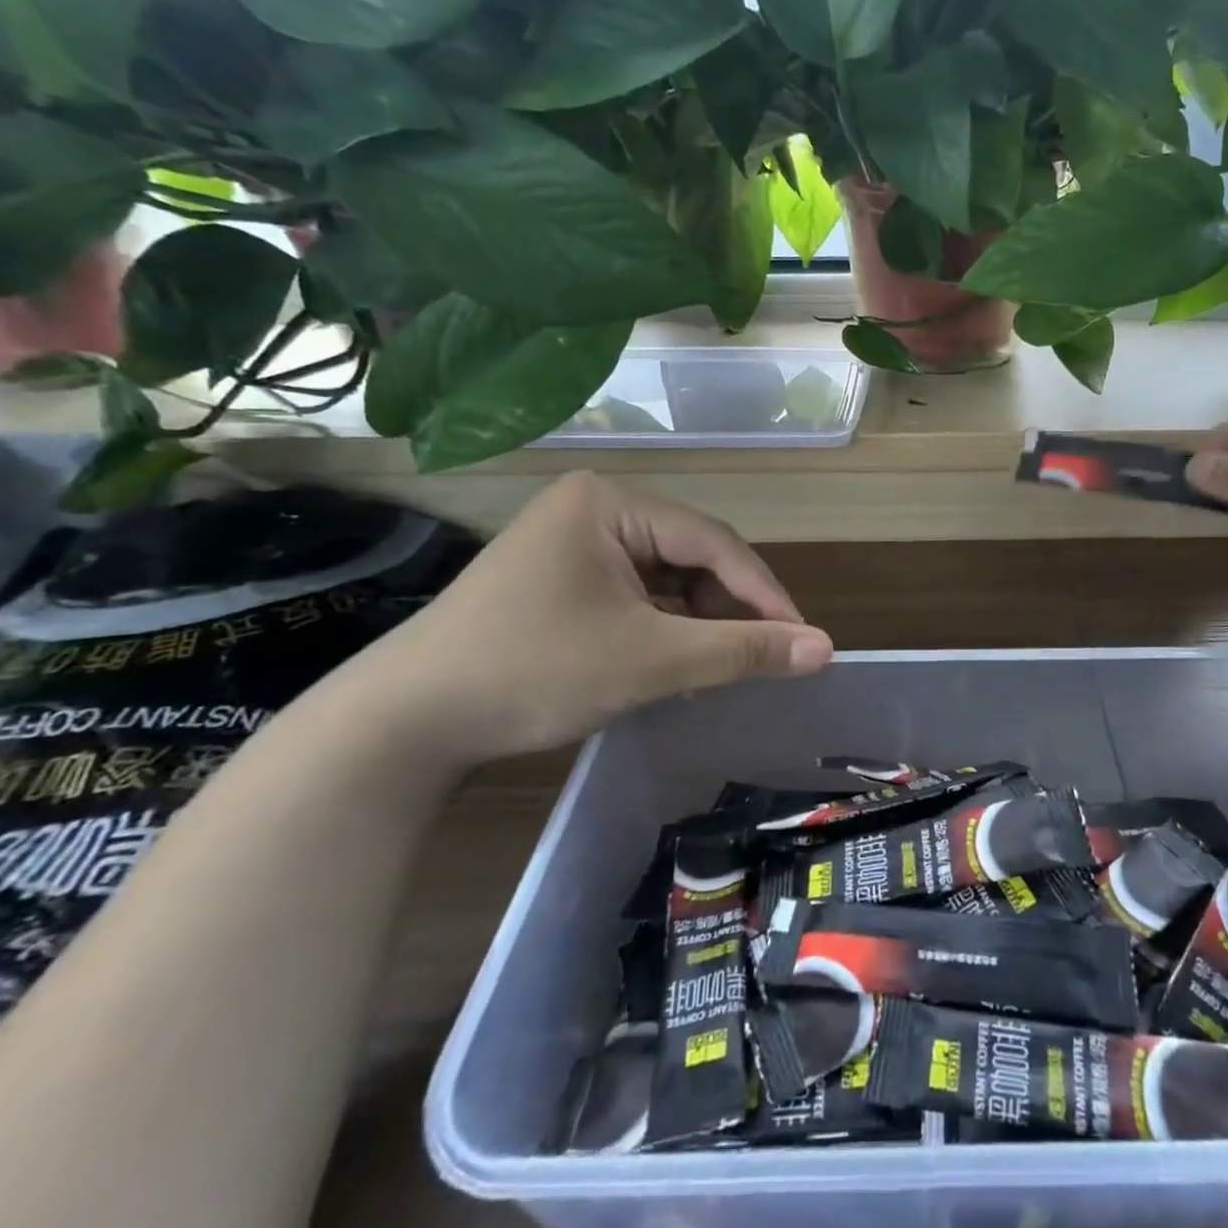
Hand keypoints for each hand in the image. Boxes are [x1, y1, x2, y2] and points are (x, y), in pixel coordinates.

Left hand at [344, 473, 832, 764]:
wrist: (401, 725)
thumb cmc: (533, 672)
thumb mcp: (650, 660)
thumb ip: (743, 651)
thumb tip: (826, 649)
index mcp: (610, 503)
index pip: (713, 542)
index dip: (765, 593)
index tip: (804, 640)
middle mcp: (593, 509)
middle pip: (690, 556)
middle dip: (730, 609)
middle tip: (768, 657)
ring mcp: (572, 543)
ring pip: (666, 579)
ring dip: (700, 621)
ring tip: (728, 665)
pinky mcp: (560, 579)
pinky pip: (635, 595)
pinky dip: (664, 628)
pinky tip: (679, 661)